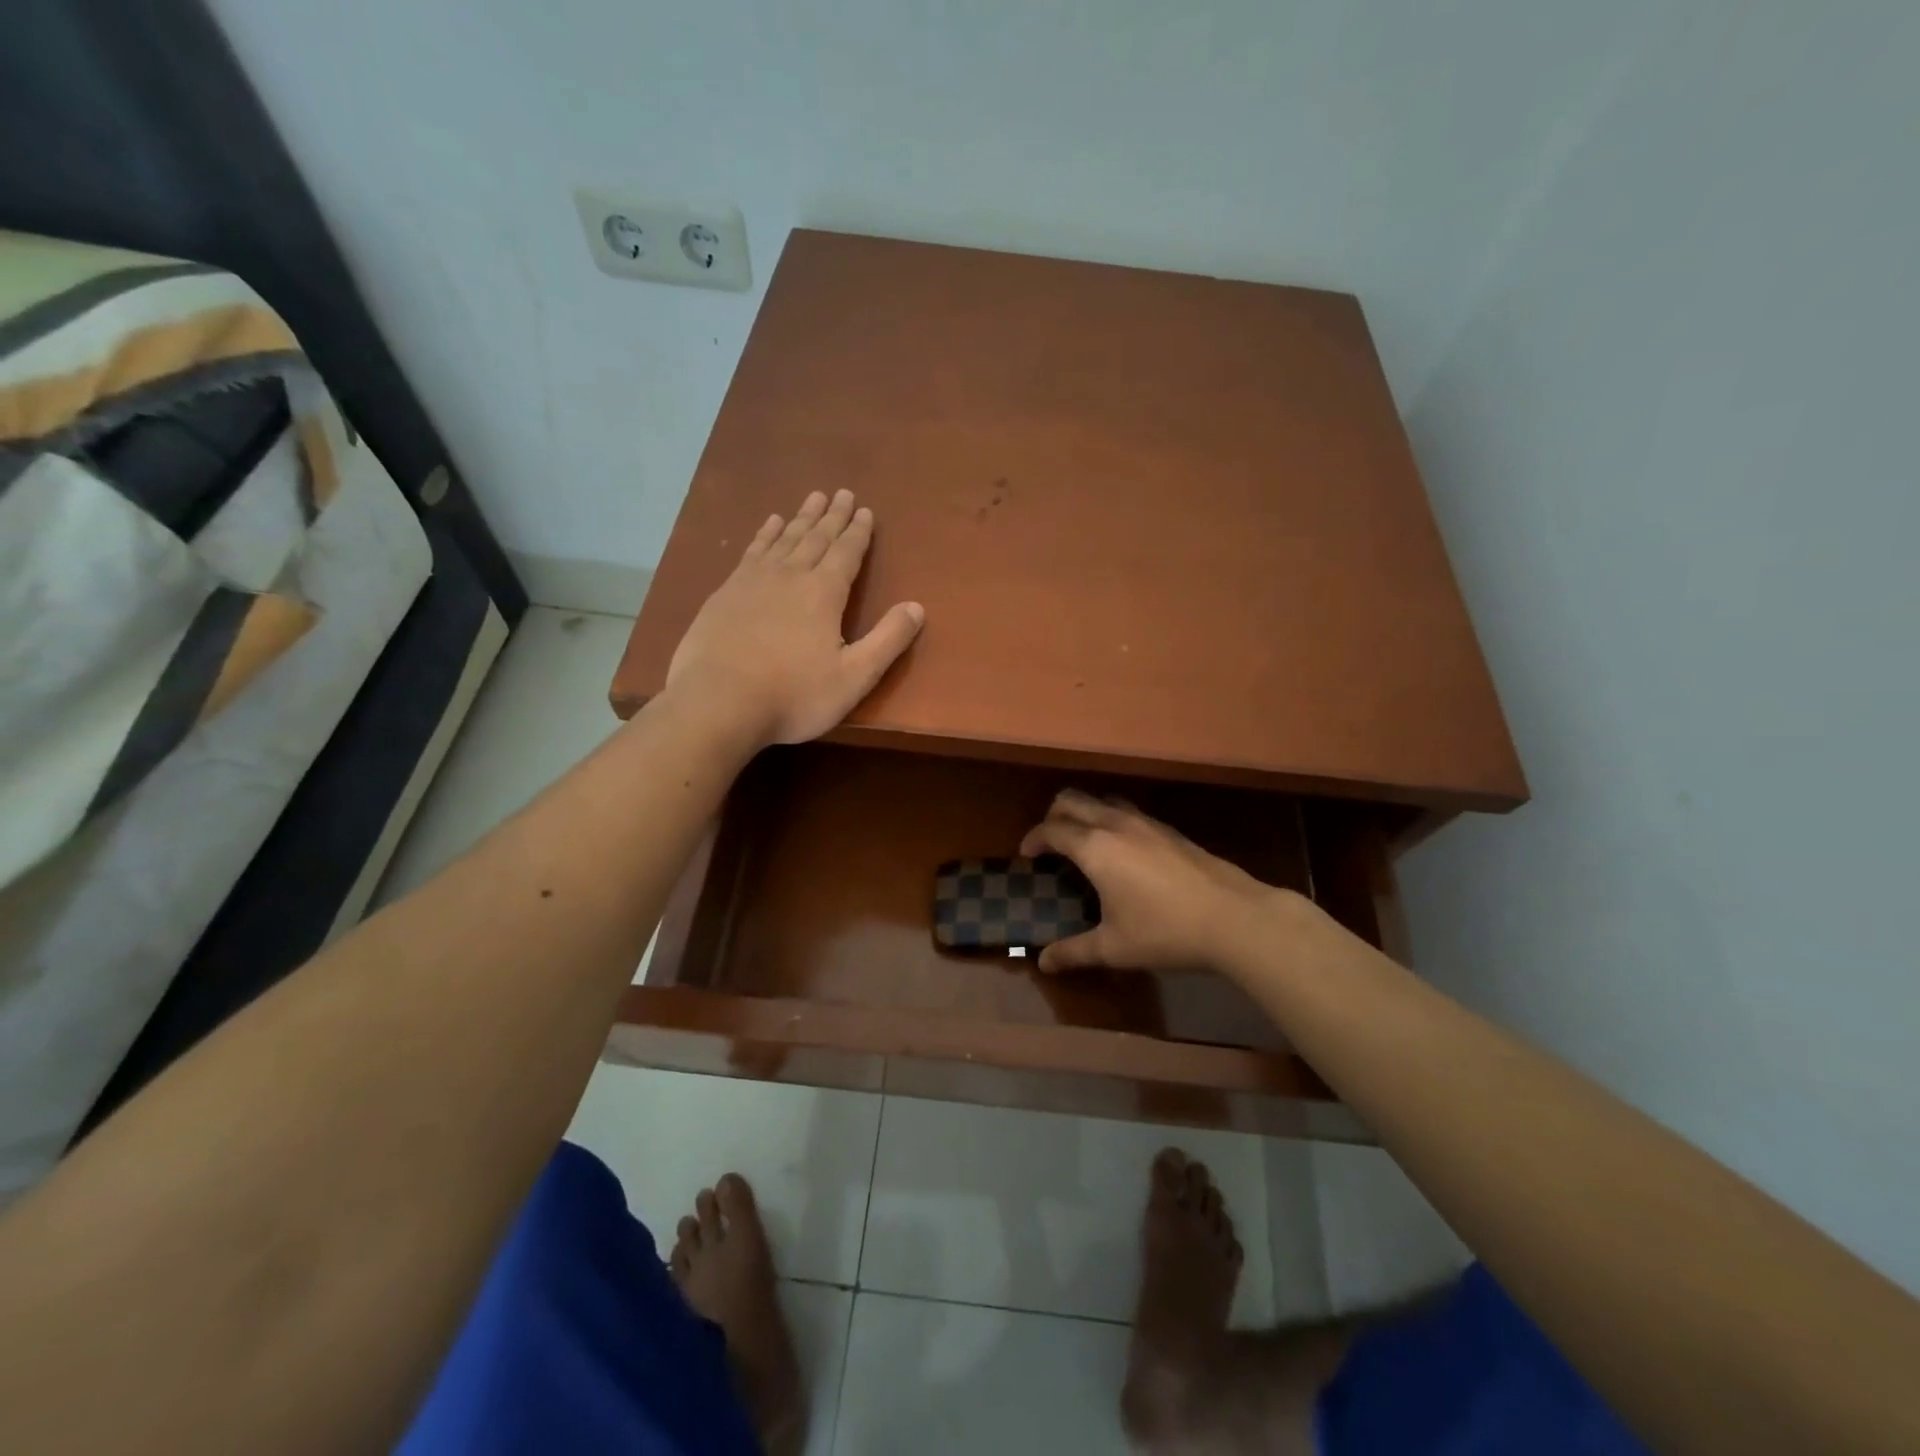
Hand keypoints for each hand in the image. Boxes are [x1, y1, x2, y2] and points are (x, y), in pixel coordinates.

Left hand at [666, 489, 923, 747]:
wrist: (718, 702)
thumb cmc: (794, 695)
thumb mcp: (854, 677)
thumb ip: (887, 641)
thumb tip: (917, 607)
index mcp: (824, 593)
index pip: (847, 553)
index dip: (858, 532)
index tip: (865, 511)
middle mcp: (790, 576)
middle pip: (816, 538)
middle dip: (833, 516)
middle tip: (842, 493)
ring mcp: (753, 580)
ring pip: (784, 538)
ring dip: (802, 518)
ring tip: (813, 498)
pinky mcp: (726, 592)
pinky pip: (753, 551)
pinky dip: (766, 534)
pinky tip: (770, 525)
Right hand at [1019, 790, 1297, 974]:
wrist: (1233, 917)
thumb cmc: (1164, 932)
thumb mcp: (1114, 947)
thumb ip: (1074, 951)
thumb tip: (1043, 963)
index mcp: (1094, 847)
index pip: (1051, 830)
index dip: (1033, 839)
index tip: (1026, 855)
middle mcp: (1115, 824)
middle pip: (1072, 800)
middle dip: (1053, 816)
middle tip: (1049, 843)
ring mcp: (1146, 823)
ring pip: (1102, 801)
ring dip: (1084, 813)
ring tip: (1083, 843)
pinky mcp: (1169, 830)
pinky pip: (1128, 812)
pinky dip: (1111, 820)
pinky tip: (1123, 852)